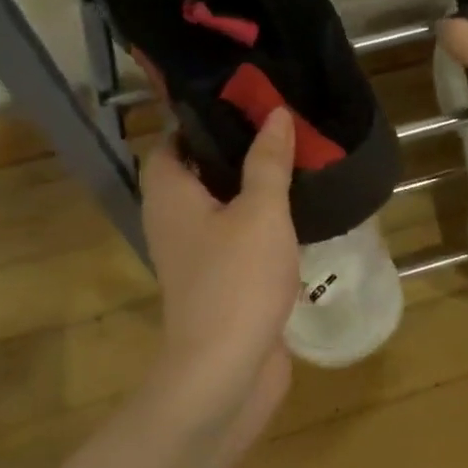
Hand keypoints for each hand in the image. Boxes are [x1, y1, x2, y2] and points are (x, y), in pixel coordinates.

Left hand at [140, 110, 298, 452]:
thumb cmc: (237, 280)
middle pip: (199, 171)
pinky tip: (297, 214)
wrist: (226, 370)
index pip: (174, 140)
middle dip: (236, 149)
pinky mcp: (221, 282)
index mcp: (170, 195)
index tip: (245, 97)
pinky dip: (261, 222)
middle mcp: (174, 221)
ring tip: (296, 160)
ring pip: (221, 206)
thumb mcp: (261, 212)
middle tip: (281, 125)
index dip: (203, 117)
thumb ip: (268, 162)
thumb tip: (274, 113)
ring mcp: (197, 255)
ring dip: (252, 187)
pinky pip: (237, 237)